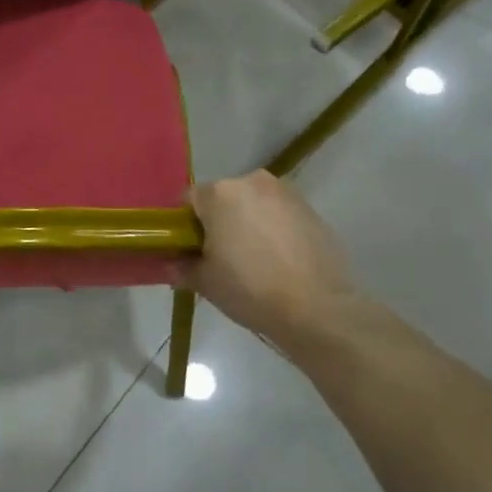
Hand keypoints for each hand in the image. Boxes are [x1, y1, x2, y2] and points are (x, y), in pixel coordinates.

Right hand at [185, 171, 358, 343]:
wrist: (318, 309)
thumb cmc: (250, 289)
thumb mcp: (205, 282)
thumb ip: (181, 267)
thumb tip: (173, 264)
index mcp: (220, 193)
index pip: (189, 202)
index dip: (185, 226)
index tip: (190, 250)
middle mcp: (252, 182)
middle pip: (223, 199)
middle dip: (218, 222)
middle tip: (219, 257)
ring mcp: (286, 194)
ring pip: (253, 205)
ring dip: (247, 224)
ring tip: (252, 260)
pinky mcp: (311, 210)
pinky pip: (279, 215)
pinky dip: (273, 230)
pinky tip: (277, 261)